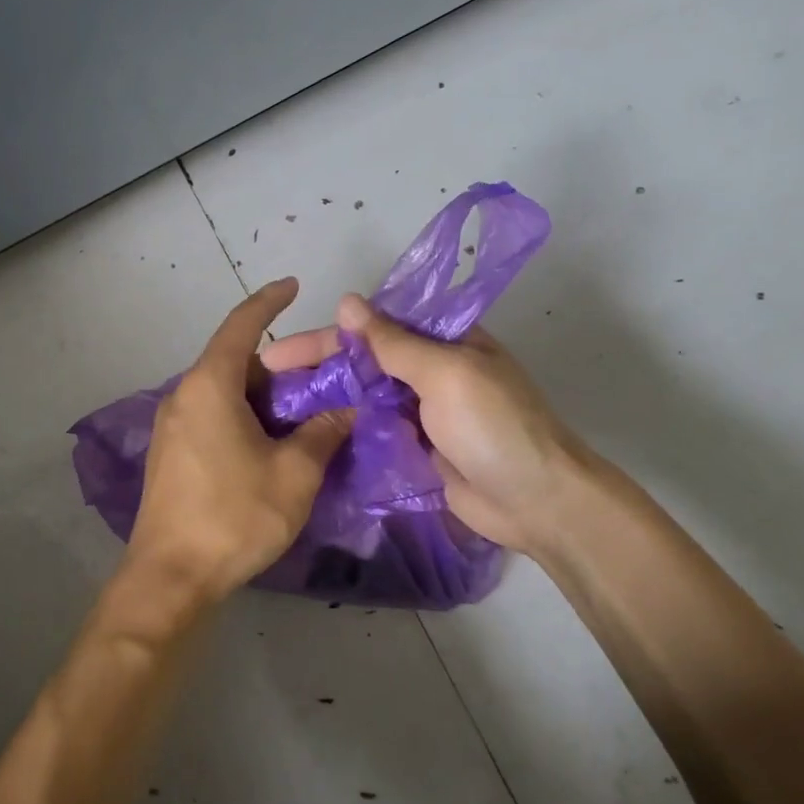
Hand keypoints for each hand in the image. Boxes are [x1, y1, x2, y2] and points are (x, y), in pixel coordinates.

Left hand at [124, 279, 353, 607]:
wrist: (171, 576)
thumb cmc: (234, 516)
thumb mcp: (294, 474)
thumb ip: (322, 433)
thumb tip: (343, 411)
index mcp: (209, 385)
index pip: (241, 325)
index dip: (269, 301)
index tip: (293, 286)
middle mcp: (184, 396)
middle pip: (237, 362)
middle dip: (282, 366)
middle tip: (324, 380)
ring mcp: (172, 427)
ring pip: (226, 393)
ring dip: (265, 397)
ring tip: (306, 415)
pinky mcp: (171, 454)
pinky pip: (213, 417)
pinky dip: (245, 417)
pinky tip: (272, 444)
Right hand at [267, 294, 588, 555]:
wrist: (537, 502)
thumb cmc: (494, 428)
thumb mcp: (446, 374)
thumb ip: (394, 343)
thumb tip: (346, 302)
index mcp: (442, 341)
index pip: (372, 327)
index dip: (324, 337)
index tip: (278, 353)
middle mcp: (428, 370)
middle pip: (362, 361)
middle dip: (316, 368)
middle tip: (266, 382)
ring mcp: (421, 412)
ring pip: (363, 396)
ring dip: (325, 398)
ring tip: (275, 410)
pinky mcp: (415, 447)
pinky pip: (372, 430)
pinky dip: (343, 429)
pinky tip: (308, 436)